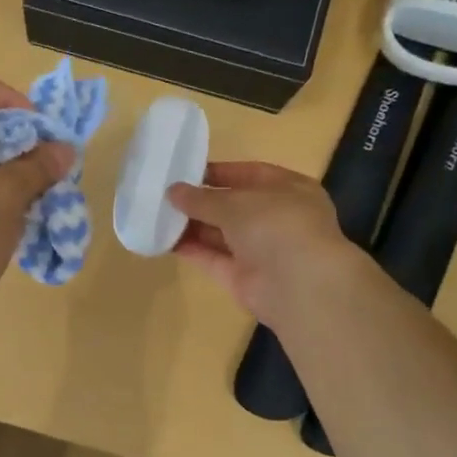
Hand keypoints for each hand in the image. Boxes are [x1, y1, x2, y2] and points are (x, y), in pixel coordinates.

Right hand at [167, 161, 357, 328]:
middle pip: (233, 206)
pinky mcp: (243, 277)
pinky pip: (213, 258)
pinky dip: (191, 249)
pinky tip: (163, 239)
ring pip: (221, 233)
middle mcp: (276, 218)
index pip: (250, 174)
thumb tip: (173, 191)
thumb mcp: (236, 202)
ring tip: (157, 214)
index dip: (219, 172)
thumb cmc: (276, 226)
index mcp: (289, 190)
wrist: (299, 285)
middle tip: (164, 194)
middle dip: (201, 201)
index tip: (186, 171)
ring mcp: (260, 250)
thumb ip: (202, 198)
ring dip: (191, 225)